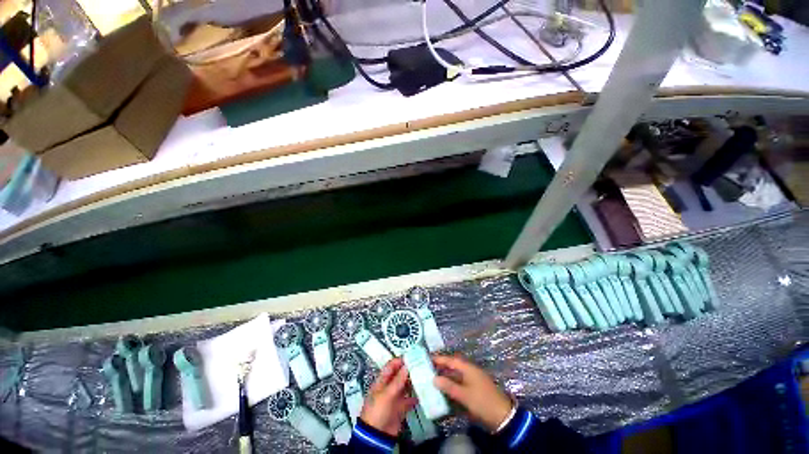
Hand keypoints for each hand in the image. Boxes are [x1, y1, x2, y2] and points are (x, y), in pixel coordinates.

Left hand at [360, 358, 417, 436]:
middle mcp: (388, 387)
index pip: (391, 366)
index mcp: (382, 381)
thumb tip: (406, 366)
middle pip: (399, 375)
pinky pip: (409, 400)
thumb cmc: (378, 410)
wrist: (376, 435)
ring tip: (424, 377)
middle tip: (421, 366)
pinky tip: (423, 394)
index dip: (400, 361)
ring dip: (413, 382)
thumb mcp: (386, 394)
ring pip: (405, 386)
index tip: (412, 357)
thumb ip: (397, 381)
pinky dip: (415, 397)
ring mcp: (394, 398)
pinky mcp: (400, 408)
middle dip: (409, 371)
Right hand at [433, 355, 512, 431]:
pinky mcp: (475, 388)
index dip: (440, 359)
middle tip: (429, 368)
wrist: (503, 415)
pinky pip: (460, 382)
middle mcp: (470, 371)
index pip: (451, 360)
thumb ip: (449, 386)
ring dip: (447, 375)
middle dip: (442, 366)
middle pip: (454, 366)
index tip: (428, 358)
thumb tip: (434, 379)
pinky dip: (452, 383)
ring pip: (457, 374)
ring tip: (434, 378)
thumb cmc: (482, 401)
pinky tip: (446, 388)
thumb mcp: (464, 395)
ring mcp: (474, 380)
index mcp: (468, 368)